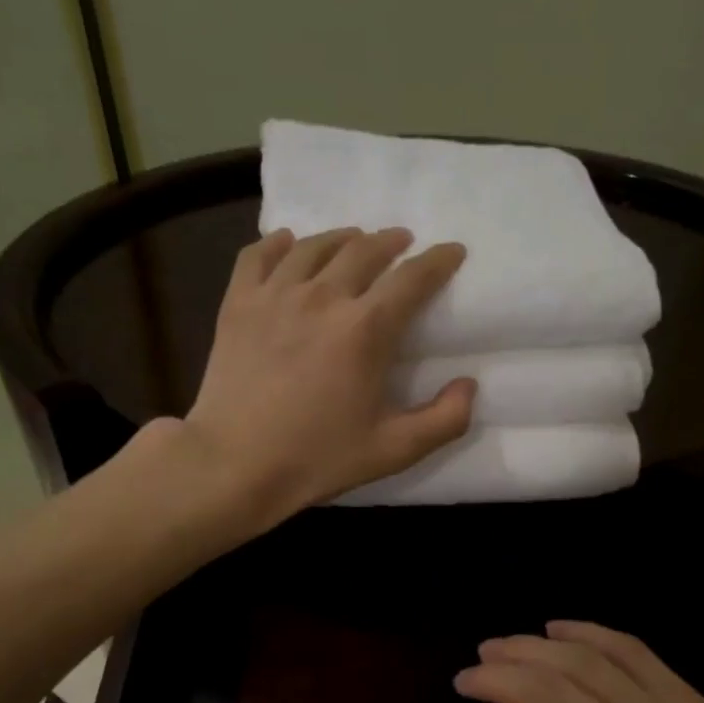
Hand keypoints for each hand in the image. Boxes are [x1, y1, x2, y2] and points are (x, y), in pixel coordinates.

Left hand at [179, 227, 473, 522]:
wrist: (234, 465)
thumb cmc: (317, 458)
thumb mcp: (394, 450)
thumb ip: (444, 420)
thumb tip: (469, 386)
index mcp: (366, 329)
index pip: (412, 277)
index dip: (438, 260)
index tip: (452, 251)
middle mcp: (322, 298)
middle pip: (364, 249)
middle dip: (391, 241)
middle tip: (401, 242)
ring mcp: (275, 296)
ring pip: (314, 246)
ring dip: (342, 237)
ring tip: (353, 240)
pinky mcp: (238, 304)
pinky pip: (258, 255)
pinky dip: (278, 244)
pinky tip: (288, 244)